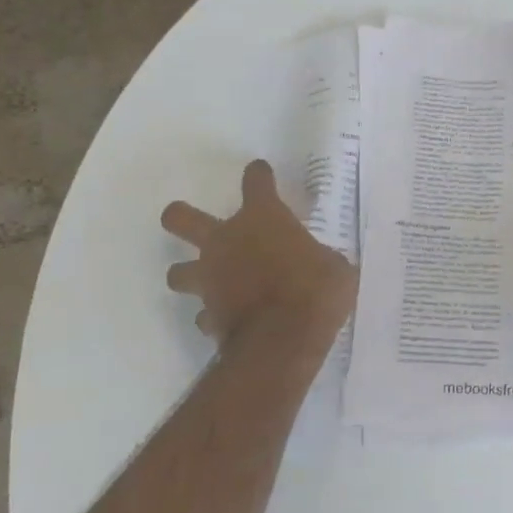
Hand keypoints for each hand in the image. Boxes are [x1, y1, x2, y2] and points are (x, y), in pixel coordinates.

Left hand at [162, 160, 356, 355]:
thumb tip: (322, 264)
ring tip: (206, 279)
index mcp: (263, 218)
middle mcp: (226, 241)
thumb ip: (321, 259)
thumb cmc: (317, 291)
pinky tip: (226, 318)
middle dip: (180, 216)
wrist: (284, 340)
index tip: (260, 172)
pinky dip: (212, 314)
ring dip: (189, 273)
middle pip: (180, 219)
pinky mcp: (209, 315)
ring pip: (177, 271)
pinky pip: (203, 313)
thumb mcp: (335, 267)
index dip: (259, 174)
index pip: (256, 181)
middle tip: (188, 220)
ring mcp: (211, 279)